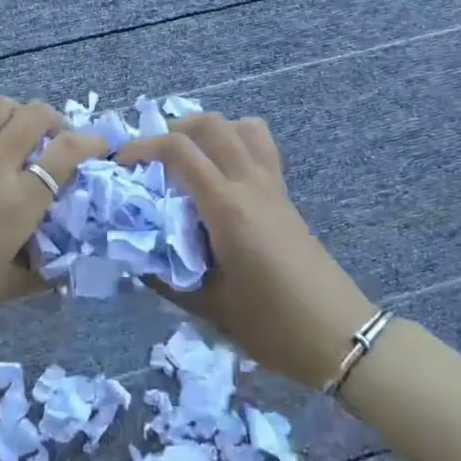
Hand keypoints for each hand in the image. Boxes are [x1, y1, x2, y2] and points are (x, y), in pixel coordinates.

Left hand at [0, 97, 108, 346]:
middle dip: (58, 120)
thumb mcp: (1, 290)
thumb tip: (65, 267)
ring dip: (21, 115)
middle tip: (60, 144)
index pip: (66, 150)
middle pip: (35, 113)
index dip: (92, 142)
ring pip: (1, 106)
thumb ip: (39, 273)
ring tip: (24, 141)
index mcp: (18, 201)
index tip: (103, 149)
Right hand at [117, 113, 374, 389]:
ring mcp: (273, 186)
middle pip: (211, 124)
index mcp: (228, 208)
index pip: (180, 151)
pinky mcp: (285, 195)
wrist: (339, 336)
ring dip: (208, 130)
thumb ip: (166, 277)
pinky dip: (234, 141)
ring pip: (241, 127)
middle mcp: (251, 184)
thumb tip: (132, 255)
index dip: (143, 147)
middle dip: (173, 129)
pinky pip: (260, 146)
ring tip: (187, 157)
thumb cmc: (273, 326)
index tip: (120, 163)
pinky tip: (220, 175)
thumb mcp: (210, 307)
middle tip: (151, 157)